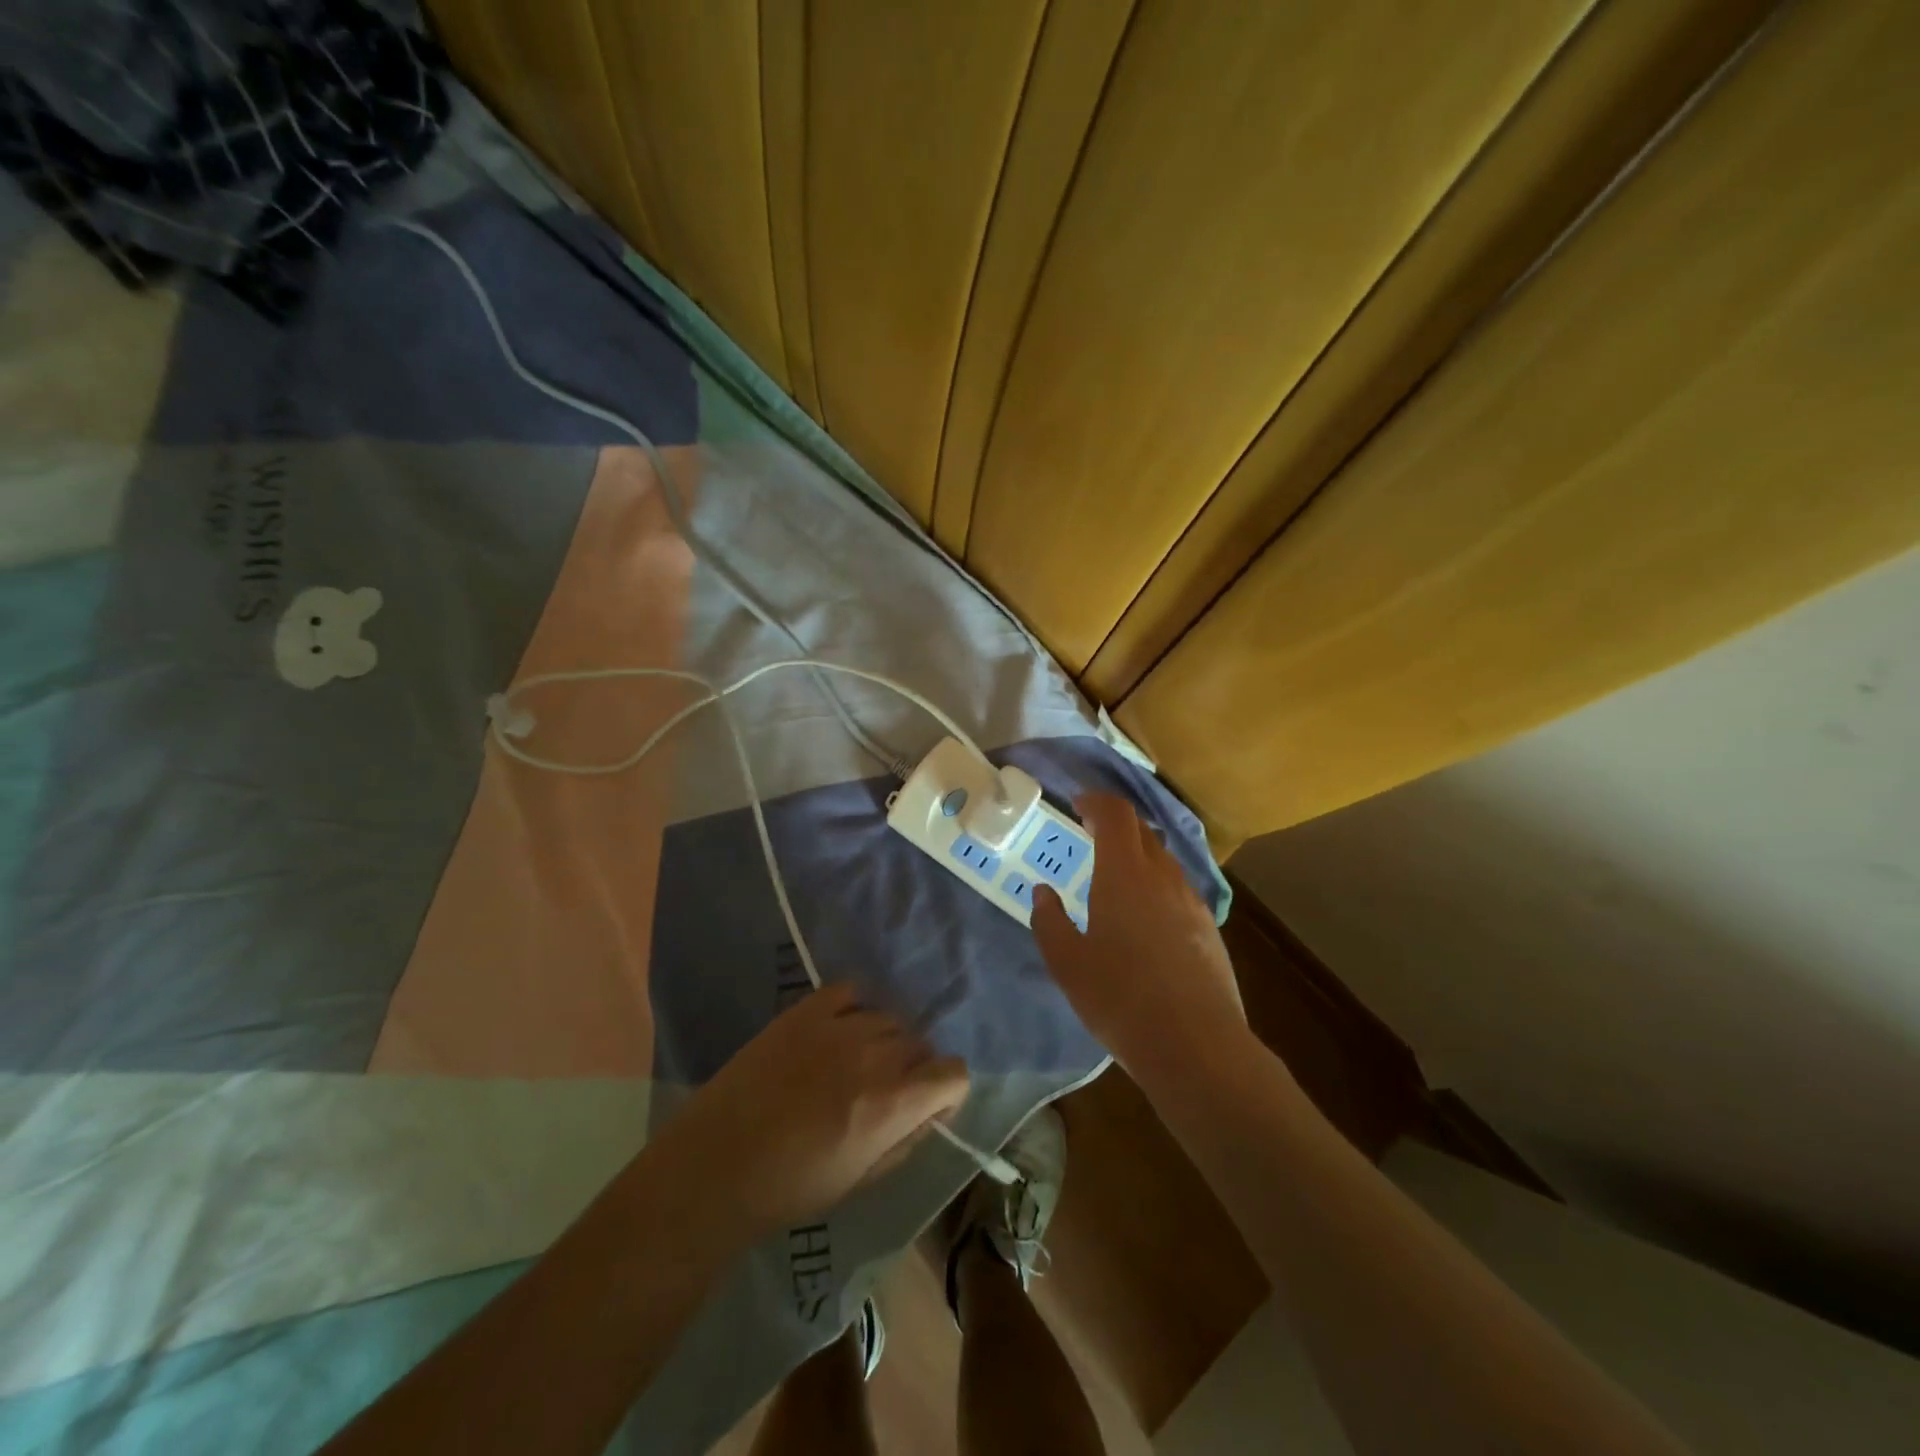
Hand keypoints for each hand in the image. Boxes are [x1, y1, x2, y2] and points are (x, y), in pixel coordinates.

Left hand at [660, 984, 969, 1242]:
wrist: (717, 1165)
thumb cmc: (791, 1187)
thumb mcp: (863, 1179)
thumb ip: (907, 1138)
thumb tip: (930, 1110)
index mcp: (892, 1103)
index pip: (953, 1072)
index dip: (946, 1090)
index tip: (927, 1104)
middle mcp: (874, 1055)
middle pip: (919, 1043)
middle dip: (912, 1067)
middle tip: (882, 1091)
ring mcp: (838, 1026)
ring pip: (887, 1018)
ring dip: (882, 1040)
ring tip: (853, 1063)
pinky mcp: (804, 1010)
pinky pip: (850, 993)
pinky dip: (853, 1009)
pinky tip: (837, 1032)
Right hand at [1032, 793, 1246, 1087]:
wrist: (1196, 1045)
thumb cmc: (1120, 999)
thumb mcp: (1067, 964)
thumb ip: (1049, 921)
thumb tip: (1043, 893)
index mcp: (1124, 874)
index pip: (1116, 814)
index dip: (1097, 801)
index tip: (1078, 805)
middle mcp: (1162, 877)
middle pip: (1142, 832)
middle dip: (1115, 826)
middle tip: (1090, 836)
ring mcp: (1192, 902)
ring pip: (1163, 861)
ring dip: (1138, 856)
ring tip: (1115, 880)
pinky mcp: (1210, 929)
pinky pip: (1178, 889)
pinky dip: (1157, 885)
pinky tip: (1146, 919)